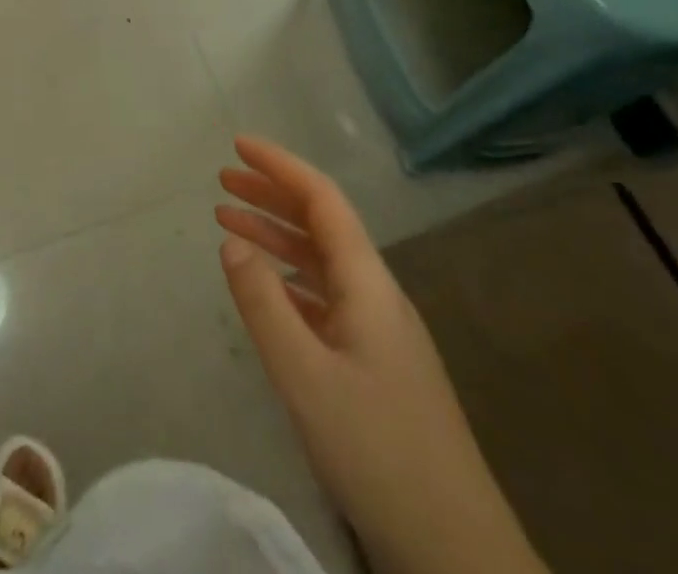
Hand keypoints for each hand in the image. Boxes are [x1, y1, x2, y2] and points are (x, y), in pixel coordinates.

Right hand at [215, 137, 544, 573]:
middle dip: (272, 194)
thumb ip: (263, 302)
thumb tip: (232, 239)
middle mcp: (377, 295)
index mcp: (368, 284)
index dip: (281, 166)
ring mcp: (379, 332)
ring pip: (321, 262)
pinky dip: (288, 279)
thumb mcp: (305, 375)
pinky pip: (324, 298)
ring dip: (276, 235)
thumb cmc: (377, 450)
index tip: (238, 145)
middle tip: (222, 179)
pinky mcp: (375, 364)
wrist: (455, 550)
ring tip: (228, 221)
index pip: (323, 200)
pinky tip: (264, 287)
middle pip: (321, 224)